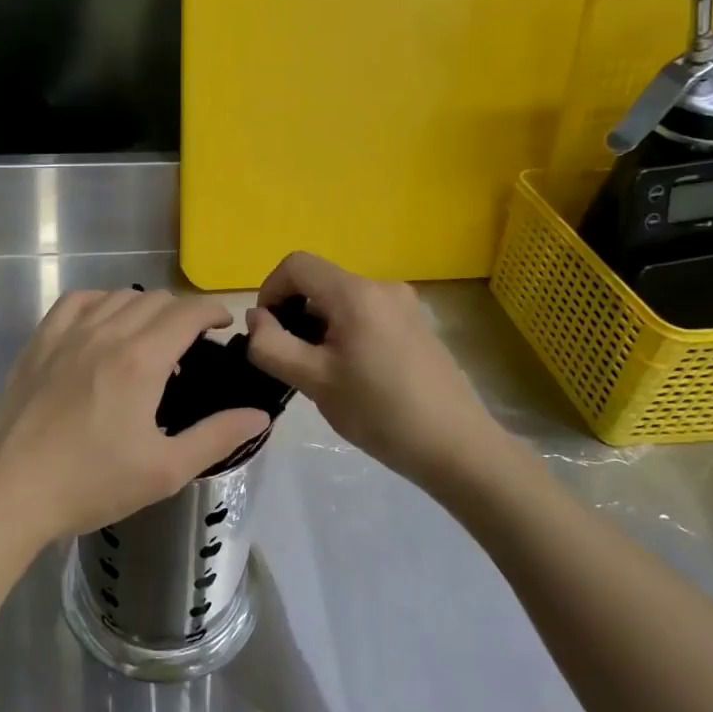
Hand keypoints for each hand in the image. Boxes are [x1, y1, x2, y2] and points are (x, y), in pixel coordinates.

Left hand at [0, 289, 270, 550]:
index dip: (212, 311)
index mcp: (141, 360)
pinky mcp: (39, 343)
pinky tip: (103, 324)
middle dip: (182, 312)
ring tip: (150, 337)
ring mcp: (67, 334)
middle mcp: (106, 333)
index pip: (187, 312)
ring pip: (117, 296)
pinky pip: (76, 301)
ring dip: (144, 307)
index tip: (224, 325)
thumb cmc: (90, 484)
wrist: (9, 491)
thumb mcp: (164, 470)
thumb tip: (259, 416)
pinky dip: (100, 302)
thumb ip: (216, 437)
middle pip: (155, 300)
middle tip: (191, 344)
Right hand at [244, 251, 508, 489]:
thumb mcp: (313, 381)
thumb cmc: (380, 412)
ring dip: (319, 327)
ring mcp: (404, 305)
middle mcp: (382, 287)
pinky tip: (354, 376)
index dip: (270, 290)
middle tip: (293, 361)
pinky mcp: (416, 325)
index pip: (296, 265)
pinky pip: (365, 314)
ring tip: (323, 374)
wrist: (457, 447)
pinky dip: (345, 333)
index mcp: (356, 294)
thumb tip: (255, 318)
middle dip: (294, 314)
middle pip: (319, 282)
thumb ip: (272, 345)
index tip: (267, 332)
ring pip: (341, 301)